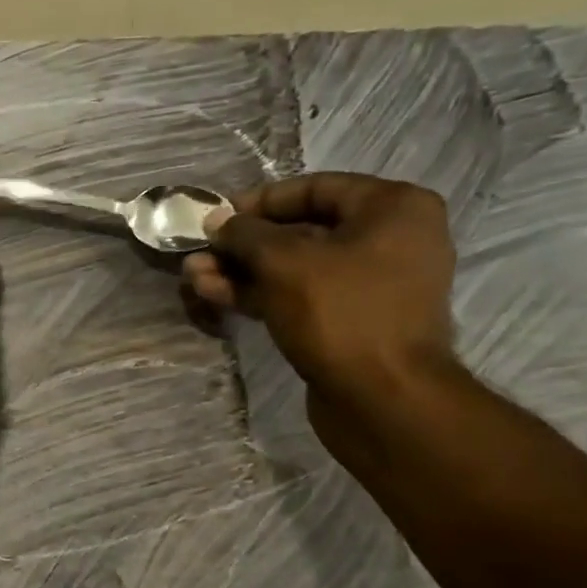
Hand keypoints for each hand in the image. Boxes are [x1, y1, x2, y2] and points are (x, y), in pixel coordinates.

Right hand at [183, 172, 459, 420]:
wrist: (383, 399)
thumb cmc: (341, 313)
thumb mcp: (284, 262)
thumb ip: (245, 235)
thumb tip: (216, 220)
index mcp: (393, 208)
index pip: (314, 188)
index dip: (259, 201)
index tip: (216, 216)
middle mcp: (389, 240)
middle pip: (301, 231)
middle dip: (243, 244)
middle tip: (198, 252)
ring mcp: (369, 285)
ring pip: (294, 269)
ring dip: (242, 272)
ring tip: (194, 277)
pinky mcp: (349, 323)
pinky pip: (300, 297)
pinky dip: (260, 295)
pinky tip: (215, 295)